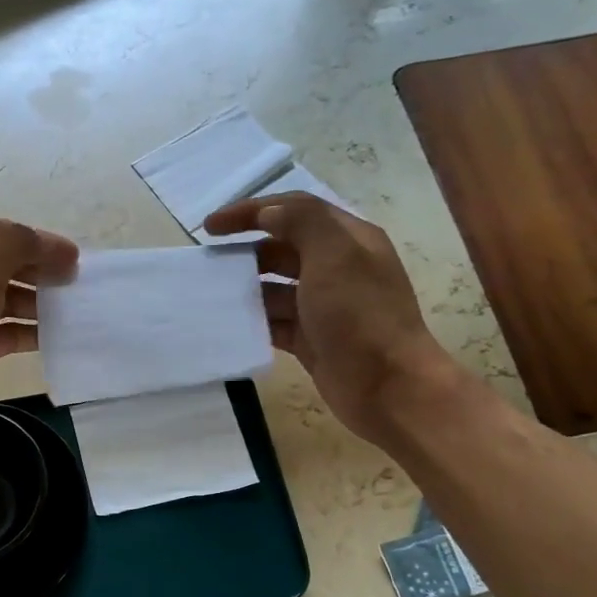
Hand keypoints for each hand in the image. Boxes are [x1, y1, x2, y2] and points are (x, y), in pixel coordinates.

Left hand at [0, 219, 78, 437]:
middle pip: (4, 265)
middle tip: (76, 283)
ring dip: (39, 303)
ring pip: (7, 299)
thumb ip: (21, 246)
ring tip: (73, 309)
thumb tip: (59, 247)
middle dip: (40, 272)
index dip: (36, 241)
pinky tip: (57, 335)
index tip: (73, 257)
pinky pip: (6, 331)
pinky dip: (29, 331)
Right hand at [204, 193, 460, 445]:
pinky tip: (228, 325)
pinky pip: (274, 322)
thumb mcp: (335, 256)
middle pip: (281, 248)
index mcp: (348, 240)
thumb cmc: (361, 316)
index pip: (294, 210)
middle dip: (245, 250)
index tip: (211, 226)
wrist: (388, 387)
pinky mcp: (311, 339)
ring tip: (212, 295)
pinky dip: (252, 321)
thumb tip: (268, 214)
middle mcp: (337, 268)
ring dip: (245, 288)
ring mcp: (324, 306)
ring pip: (274, 287)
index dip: (251, 211)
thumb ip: (302, 224)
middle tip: (208, 263)